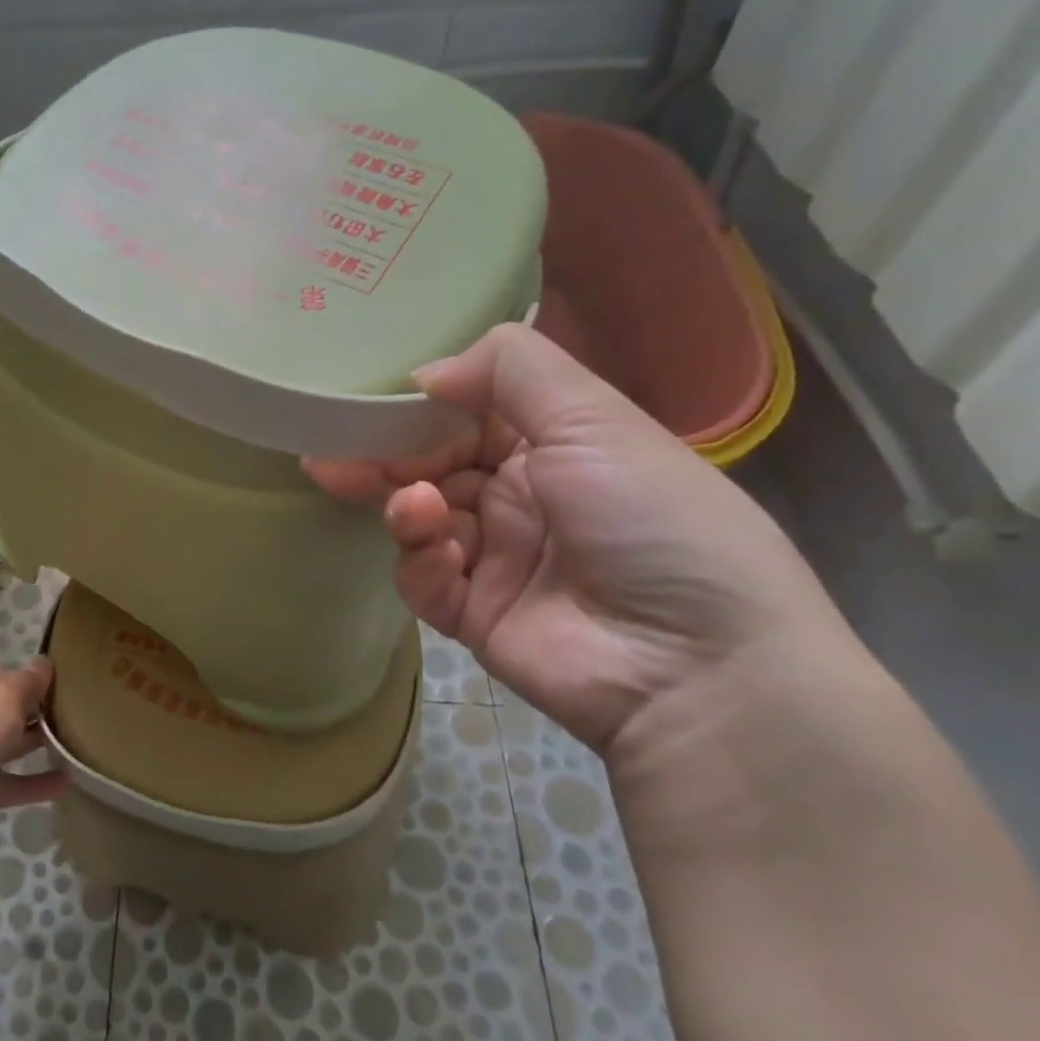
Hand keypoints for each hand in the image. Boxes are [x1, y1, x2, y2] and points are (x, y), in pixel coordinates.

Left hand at [0, 658, 66, 864]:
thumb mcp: (9, 693)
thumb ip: (31, 680)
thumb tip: (45, 663)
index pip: (9, 673)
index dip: (36, 679)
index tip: (69, 685)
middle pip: (12, 709)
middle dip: (41, 711)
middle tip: (83, 714)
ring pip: (14, 745)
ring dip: (41, 745)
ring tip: (82, 744)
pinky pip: (15, 783)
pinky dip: (38, 783)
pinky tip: (69, 782)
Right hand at [306, 325, 849, 754]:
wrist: (699, 669)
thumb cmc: (651, 521)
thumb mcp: (594, 420)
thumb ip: (507, 371)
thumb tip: (424, 371)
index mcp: (556, 446)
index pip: (467, 415)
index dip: (421, 408)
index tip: (374, 404)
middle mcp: (523, 497)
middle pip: (430, 466)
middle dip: (387, 459)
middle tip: (340, 455)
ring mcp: (496, 558)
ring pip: (419, 519)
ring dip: (406, 509)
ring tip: (414, 511)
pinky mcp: (473, 614)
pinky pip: (423, 580)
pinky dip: (421, 565)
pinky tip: (442, 561)